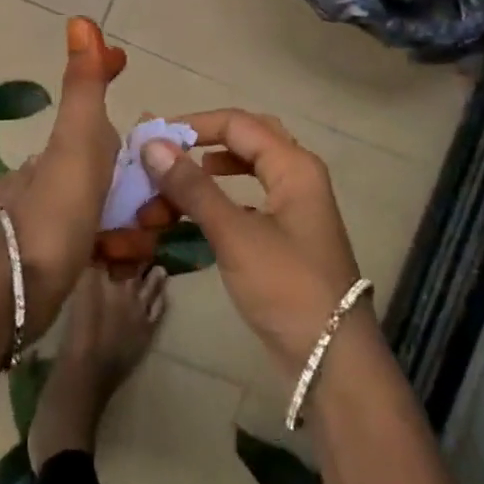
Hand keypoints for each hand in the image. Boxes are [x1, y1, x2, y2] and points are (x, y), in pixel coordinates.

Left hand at [0, 17, 123, 340]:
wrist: (19, 287)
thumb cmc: (58, 207)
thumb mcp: (78, 138)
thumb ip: (85, 84)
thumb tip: (80, 18)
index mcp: (76, 142)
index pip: (115, 118)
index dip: (142, 126)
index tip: (170, 157)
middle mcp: (73, 172)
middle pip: (133, 176)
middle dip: (150, 195)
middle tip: (153, 215)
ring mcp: (70, 212)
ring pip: (126, 213)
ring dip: (135, 230)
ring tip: (125, 248)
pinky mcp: (71, 251)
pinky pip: (112, 245)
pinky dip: (118, 254)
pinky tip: (112, 265)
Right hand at [141, 110, 362, 380]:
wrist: (331, 360)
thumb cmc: (287, 287)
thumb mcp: (235, 234)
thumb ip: (193, 187)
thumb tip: (152, 144)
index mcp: (294, 166)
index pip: (238, 124)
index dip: (193, 125)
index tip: (152, 138)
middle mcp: (297, 177)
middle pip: (245, 140)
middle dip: (202, 145)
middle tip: (166, 155)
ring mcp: (293, 208)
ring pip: (245, 172)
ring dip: (206, 176)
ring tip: (172, 188)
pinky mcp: (285, 236)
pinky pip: (247, 202)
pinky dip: (218, 201)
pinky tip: (195, 216)